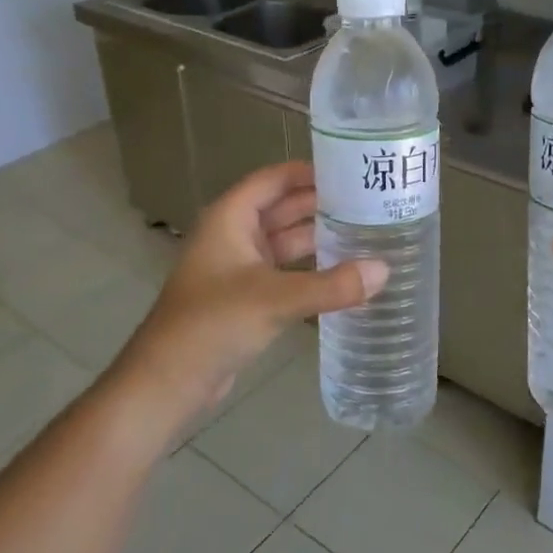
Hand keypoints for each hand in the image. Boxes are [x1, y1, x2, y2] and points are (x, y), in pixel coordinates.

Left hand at [114, 162, 386, 429]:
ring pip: (287, 242)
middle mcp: (235, 236)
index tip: (353, 171)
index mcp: (231, 218)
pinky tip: (346, 274)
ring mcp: (240, 268)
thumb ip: (331, 286)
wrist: (168, 382)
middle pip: (283, 208)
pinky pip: (286, 272)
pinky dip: (312, 269)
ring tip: (368, 232)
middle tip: (372, 202)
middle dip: (323, 204)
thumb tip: (384, 270)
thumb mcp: (274, 299)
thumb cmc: (212, 324)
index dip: (310, 171)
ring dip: (320, 237)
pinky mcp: (247, 298)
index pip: (274, 179)